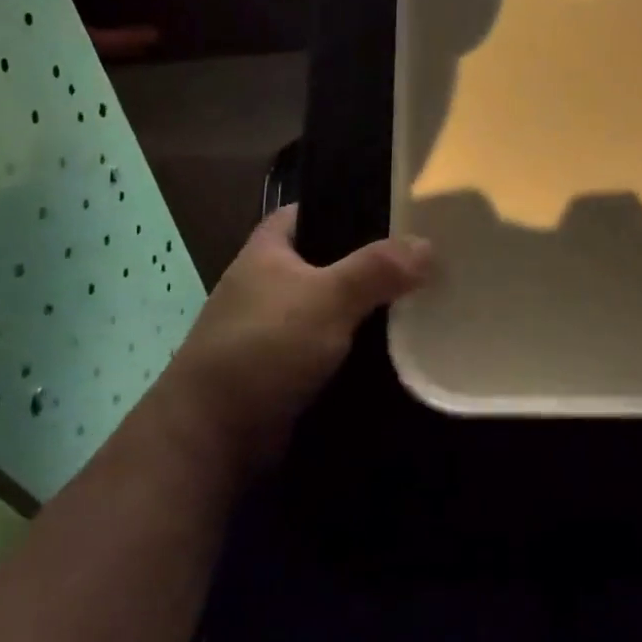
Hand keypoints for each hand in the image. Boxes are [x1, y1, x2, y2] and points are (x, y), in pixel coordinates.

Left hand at [152, 207, 430, 478]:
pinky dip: (359, 347)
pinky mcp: (286, 369)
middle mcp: (268, 285)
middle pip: (326, 261)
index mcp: (267, 252)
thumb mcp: (326, 298)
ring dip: (367, 309)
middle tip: (421, 259)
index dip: (342, 205)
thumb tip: (427, 245)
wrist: (214, 436)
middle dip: (368, 262)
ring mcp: (275, 329)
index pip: (304, 212)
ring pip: (332, 307)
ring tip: (421, 299)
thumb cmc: (264, 347)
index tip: (389, 211)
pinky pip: (332, 347)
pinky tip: (397, 348)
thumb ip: (376, 269)